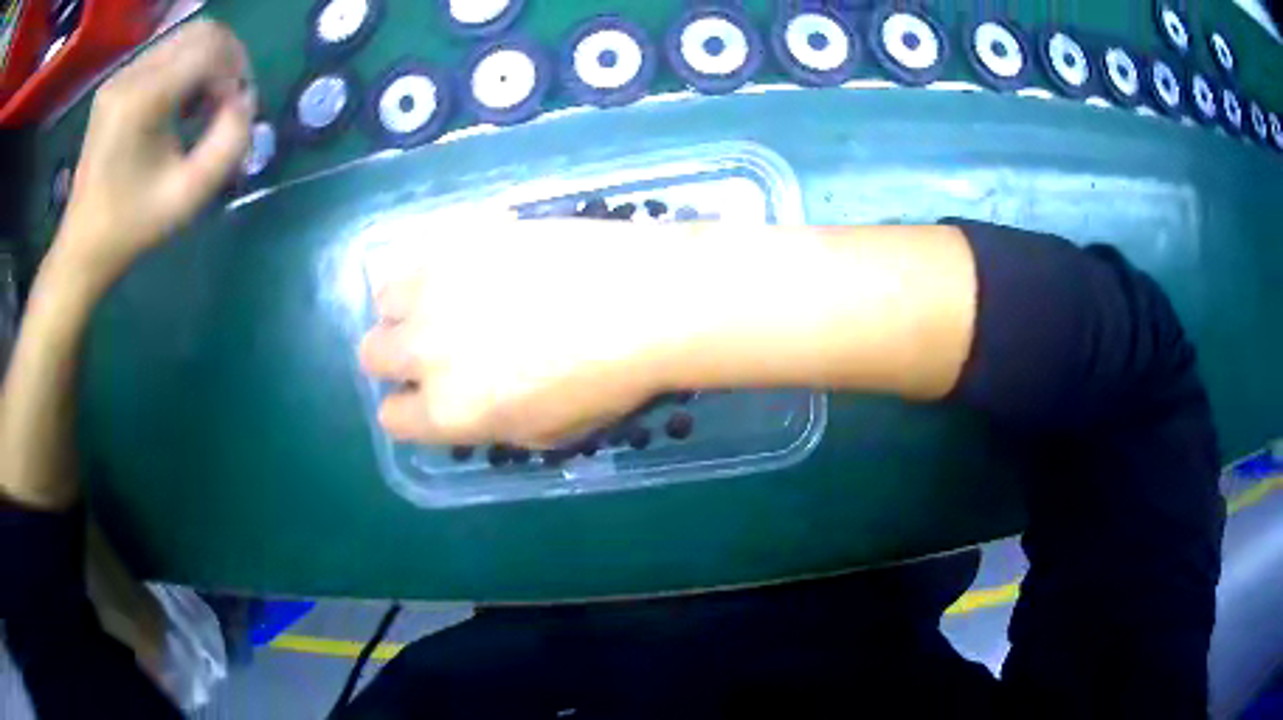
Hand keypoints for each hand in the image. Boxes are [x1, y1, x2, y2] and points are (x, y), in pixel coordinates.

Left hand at [52, 20, 253, 290]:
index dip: (235, 73)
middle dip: (227, 59)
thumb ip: (229, 144)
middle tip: (228, 101)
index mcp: (140, 100)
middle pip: (201, 32)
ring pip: (186, 37)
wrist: (82, 248)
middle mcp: (130, 74)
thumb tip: (245, 102)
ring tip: (204, 105)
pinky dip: (186, 69)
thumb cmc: (131, 229)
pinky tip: (182, 104)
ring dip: (208, 63)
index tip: (235, 113)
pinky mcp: (117, 81)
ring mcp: (120, 75)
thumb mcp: (188, 197)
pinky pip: (166, 52)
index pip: (209, 49)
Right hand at [357, 221, 697, 447]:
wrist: (646, 301)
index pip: (392, 420)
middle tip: (433, 348)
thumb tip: (466, 404)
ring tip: (445, 302)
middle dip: (394, 358)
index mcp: (448, 412)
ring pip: (384, 298)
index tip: (427, 399)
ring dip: (405, 306)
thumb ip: (489, 423)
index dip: (410, 411)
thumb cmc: (608, 381)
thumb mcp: (547, 432)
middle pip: (372, 355)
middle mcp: (425, 350)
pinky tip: (466, 268)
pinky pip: (418, 253)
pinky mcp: (460, 236)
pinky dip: (430, 266)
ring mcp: (437, 285)